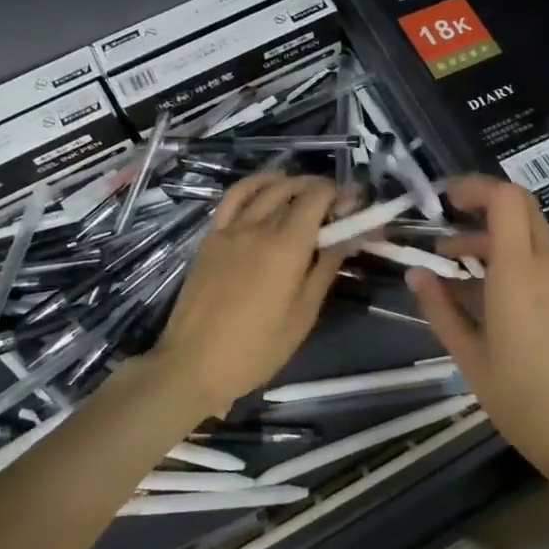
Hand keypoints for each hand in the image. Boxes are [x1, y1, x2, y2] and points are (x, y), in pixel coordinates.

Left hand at [150, 173, 348, 415]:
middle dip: (322, 190)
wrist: (193, 364)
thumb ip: (327, 267)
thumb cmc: (257, 348)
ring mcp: (230, 229)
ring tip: (308, 192)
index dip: (341, 194)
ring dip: (292, 183)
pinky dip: (255, 185)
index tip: (355, 205)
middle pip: (295, 190)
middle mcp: (259, 227)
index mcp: (287, 246)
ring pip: (266, 189)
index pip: (318, 198)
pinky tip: (268, 188)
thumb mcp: (304, 314)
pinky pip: (233, 198)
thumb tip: (350, 235)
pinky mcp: (211, 238)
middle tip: (338, 206)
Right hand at [407, 176, 548, 487]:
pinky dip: (513, 260)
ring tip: (455, 269)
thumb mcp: (469, 356)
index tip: (445, 200)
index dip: (475, 187)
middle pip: (521, 208)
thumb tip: (416, 274)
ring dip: (493, 240)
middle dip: (482, 208)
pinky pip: (543, 262)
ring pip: (531, 236)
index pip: (506, 199)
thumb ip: (440, 308)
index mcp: (520, 272)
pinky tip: (489, 295)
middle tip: (446, 227)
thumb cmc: (520, 398)